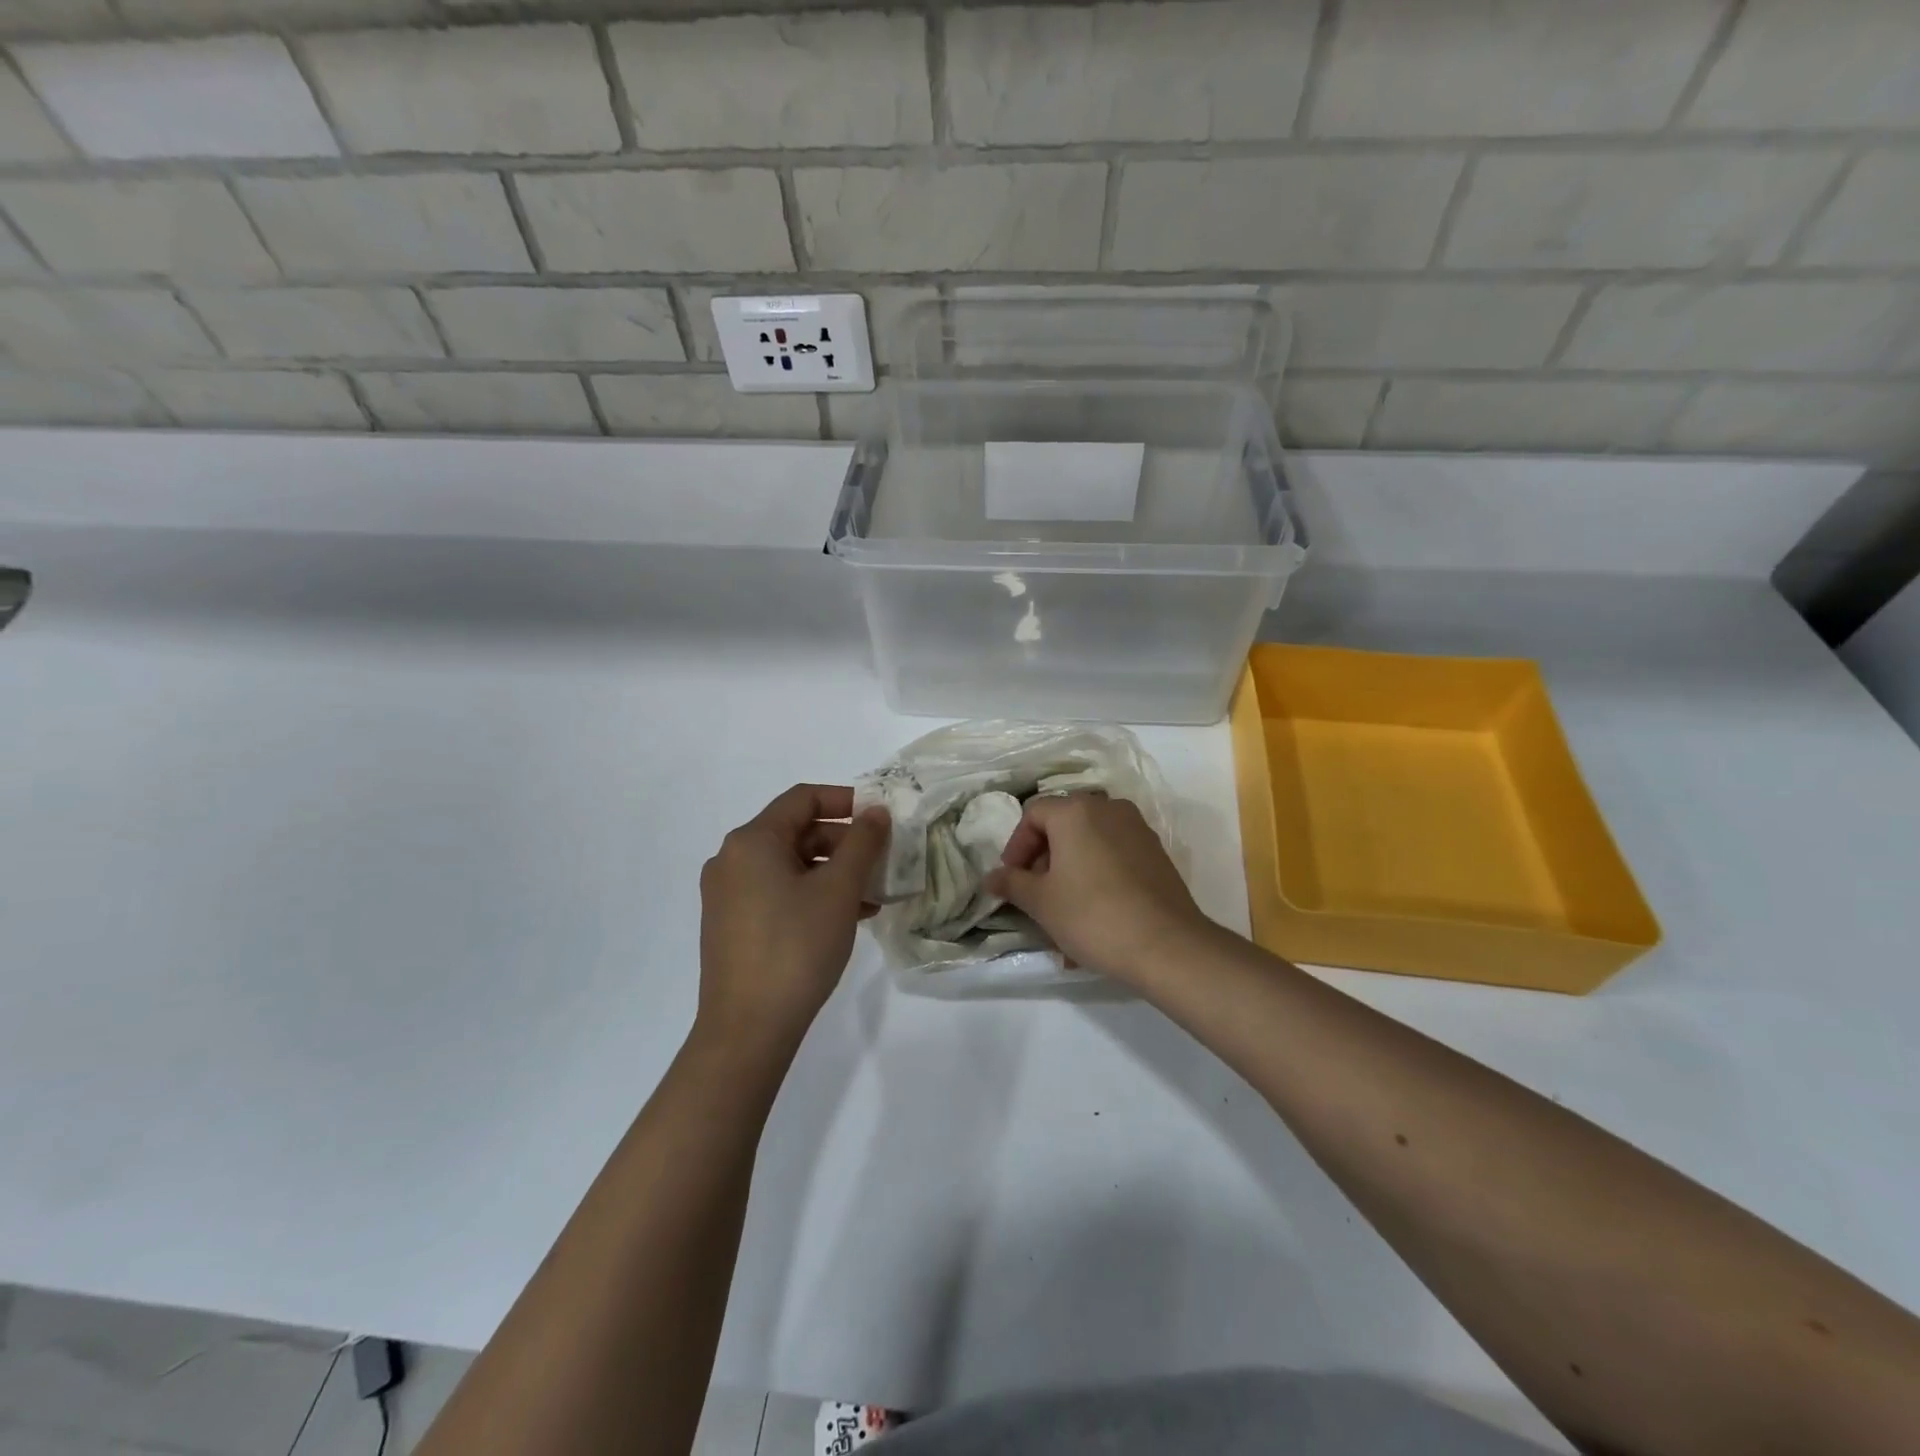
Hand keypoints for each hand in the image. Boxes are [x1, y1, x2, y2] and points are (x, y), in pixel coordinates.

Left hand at [697, 784, 888, 1060]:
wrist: (747, 1028)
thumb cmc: (796, 946)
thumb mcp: (839, 890)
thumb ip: (862, 843)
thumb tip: (876, 812)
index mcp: (752, 841)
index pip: (803, 798)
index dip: (846, 800)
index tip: (880, 817)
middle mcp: (732, 859)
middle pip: (796, 832)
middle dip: (844, 843)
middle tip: (881, 862)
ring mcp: (727, 895)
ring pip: (790, 866)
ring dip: (832, 872)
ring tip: (872, 895)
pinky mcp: (731, 925)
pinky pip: (777, 892)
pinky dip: (812, 895)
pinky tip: (846, 917)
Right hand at [984, 794, 1213, 984]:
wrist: (1166, 945)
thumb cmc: (1092, 915)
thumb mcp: (1041, 902)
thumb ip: (1012, 883)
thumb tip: (991, 877)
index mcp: (1075, 811)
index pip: (1033, 814)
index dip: (1016, 846)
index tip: (1012, 880)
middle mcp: (1107, 808)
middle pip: (1063, 824)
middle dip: (1043, 859)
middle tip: (1035, 894)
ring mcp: (1136, 828)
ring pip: (1089, 842)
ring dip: (1070, 869)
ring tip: (1063, 910)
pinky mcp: (1155, 852)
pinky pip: (1114, 855)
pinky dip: (1097, 874)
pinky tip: (1093, 914)